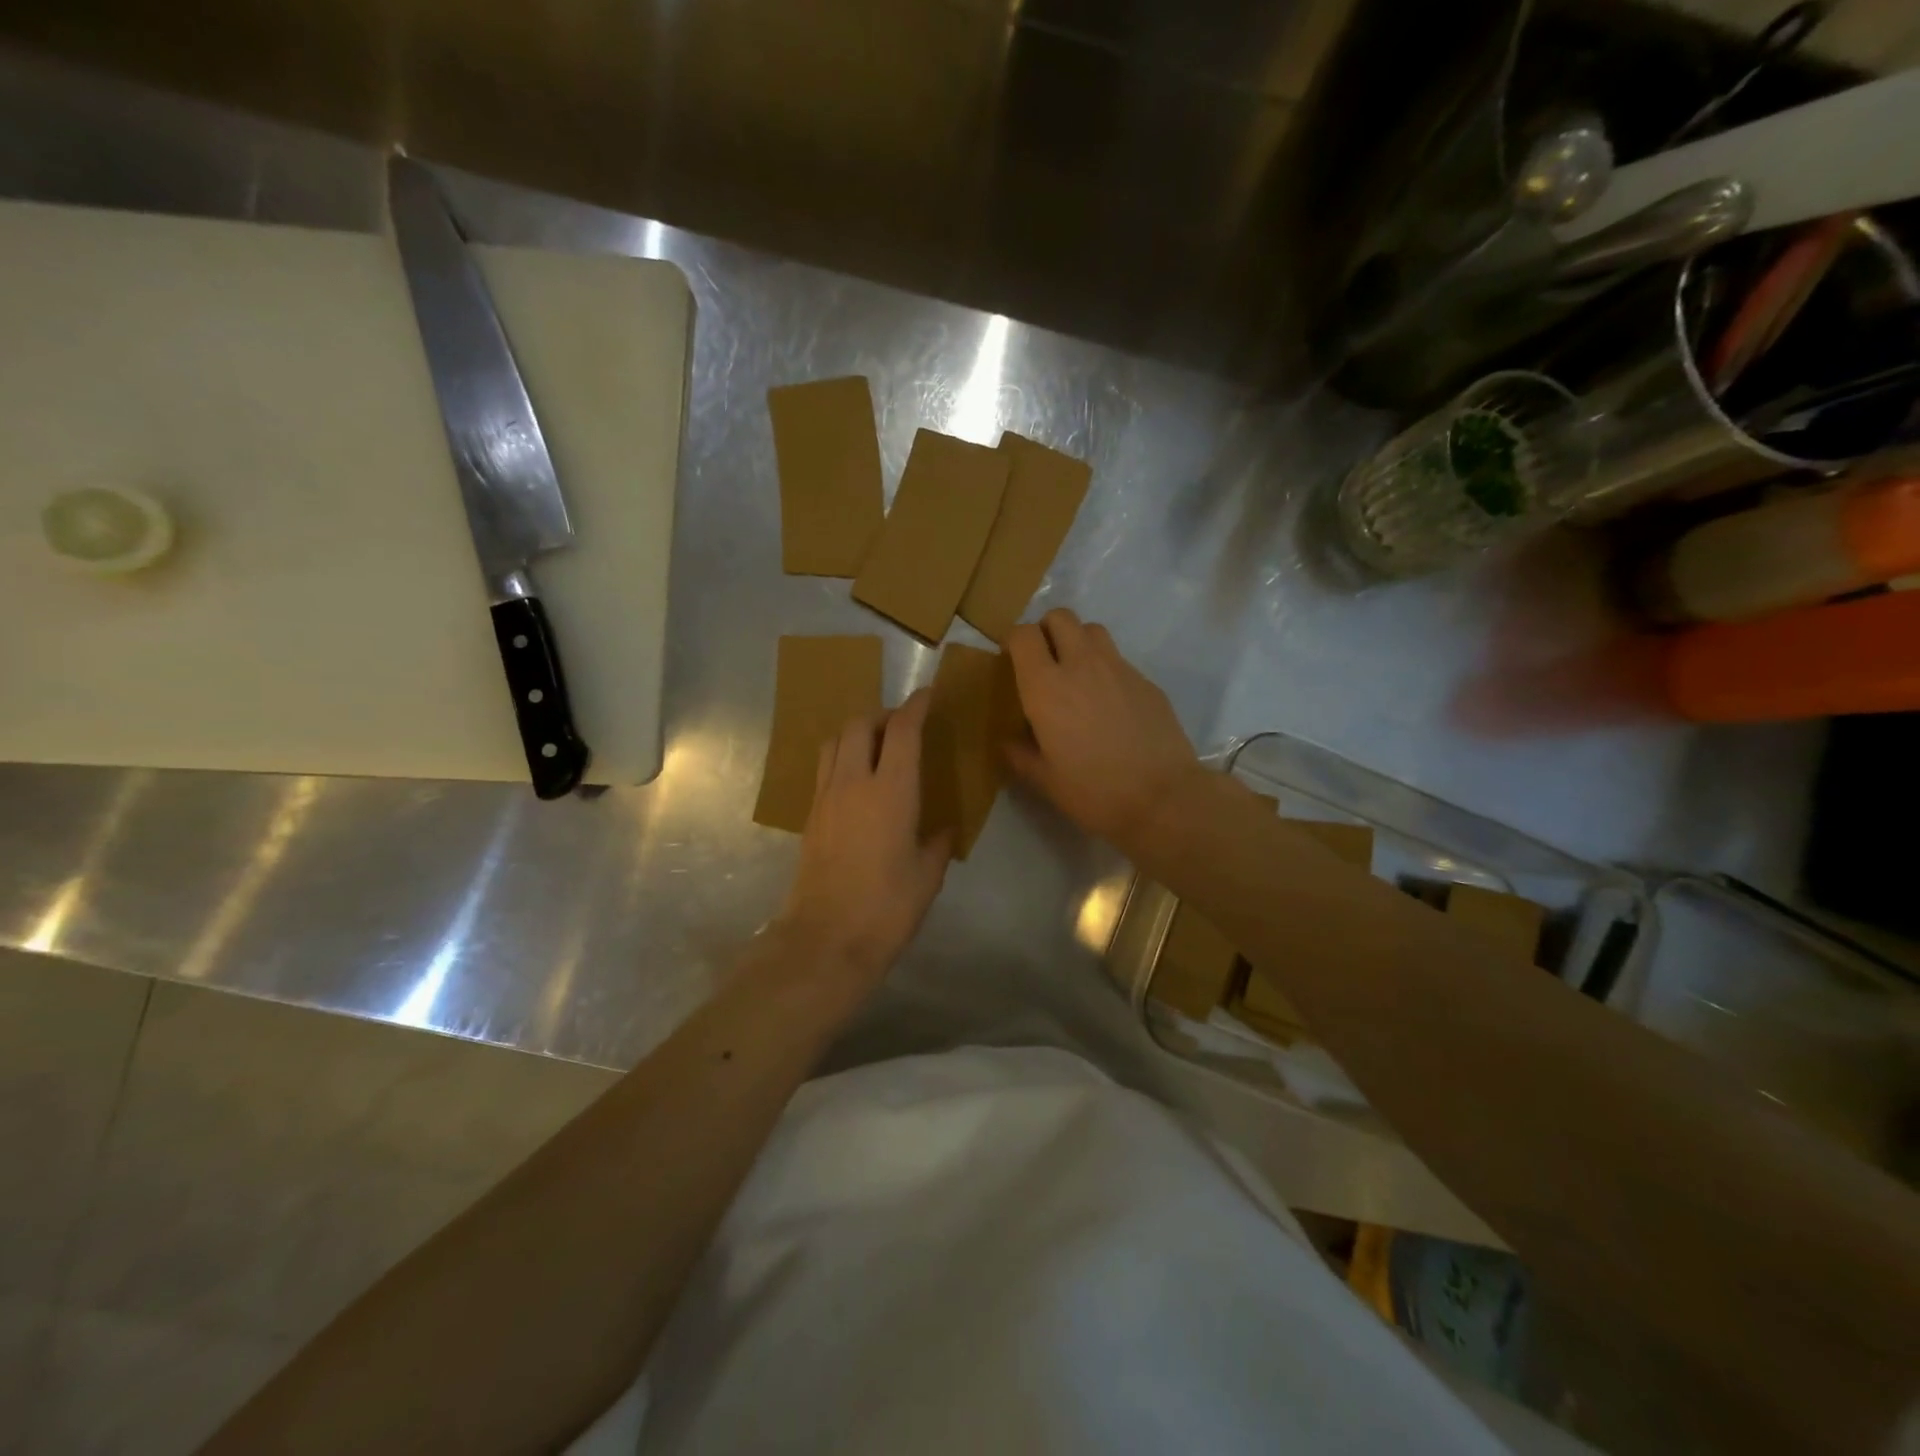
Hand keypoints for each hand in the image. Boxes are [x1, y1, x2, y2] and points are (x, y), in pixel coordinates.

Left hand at [775, 688, 952, 988]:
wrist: (826, 940)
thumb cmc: (887, 908)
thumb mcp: (927, 876)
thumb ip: (936, 843)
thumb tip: (941, 830)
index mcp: (890, 790)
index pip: (901, 730)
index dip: (915, 706)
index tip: (928, 695)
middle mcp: (852, 782)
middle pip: (859, 724)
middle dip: (882, 714)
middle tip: (902, 725)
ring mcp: (825, 797)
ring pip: (834, 741)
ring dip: (856, 732)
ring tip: (876, 745)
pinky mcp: (810, 816)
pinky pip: (824, 768)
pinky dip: (841, 757)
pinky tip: (857, 779)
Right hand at [1004, 608, 1203, 847]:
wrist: (1163, 798)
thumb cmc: (1094, 791)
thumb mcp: (1045, 780)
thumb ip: (1020, 755)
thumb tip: (1009, 742)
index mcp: (1046, 687)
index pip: (1023, 634)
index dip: (1014, 641)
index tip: (1012, 661)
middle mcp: (1081, 665)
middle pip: (1060, 616)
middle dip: (1047, 629)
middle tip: (1045, 660)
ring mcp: (1119, 669)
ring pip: (1093, 630)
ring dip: (1079, 641)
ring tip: (1077, 675)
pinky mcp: (1147, 682)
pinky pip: (1119, 660)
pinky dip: (1107, 670)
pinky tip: (1111, 706)